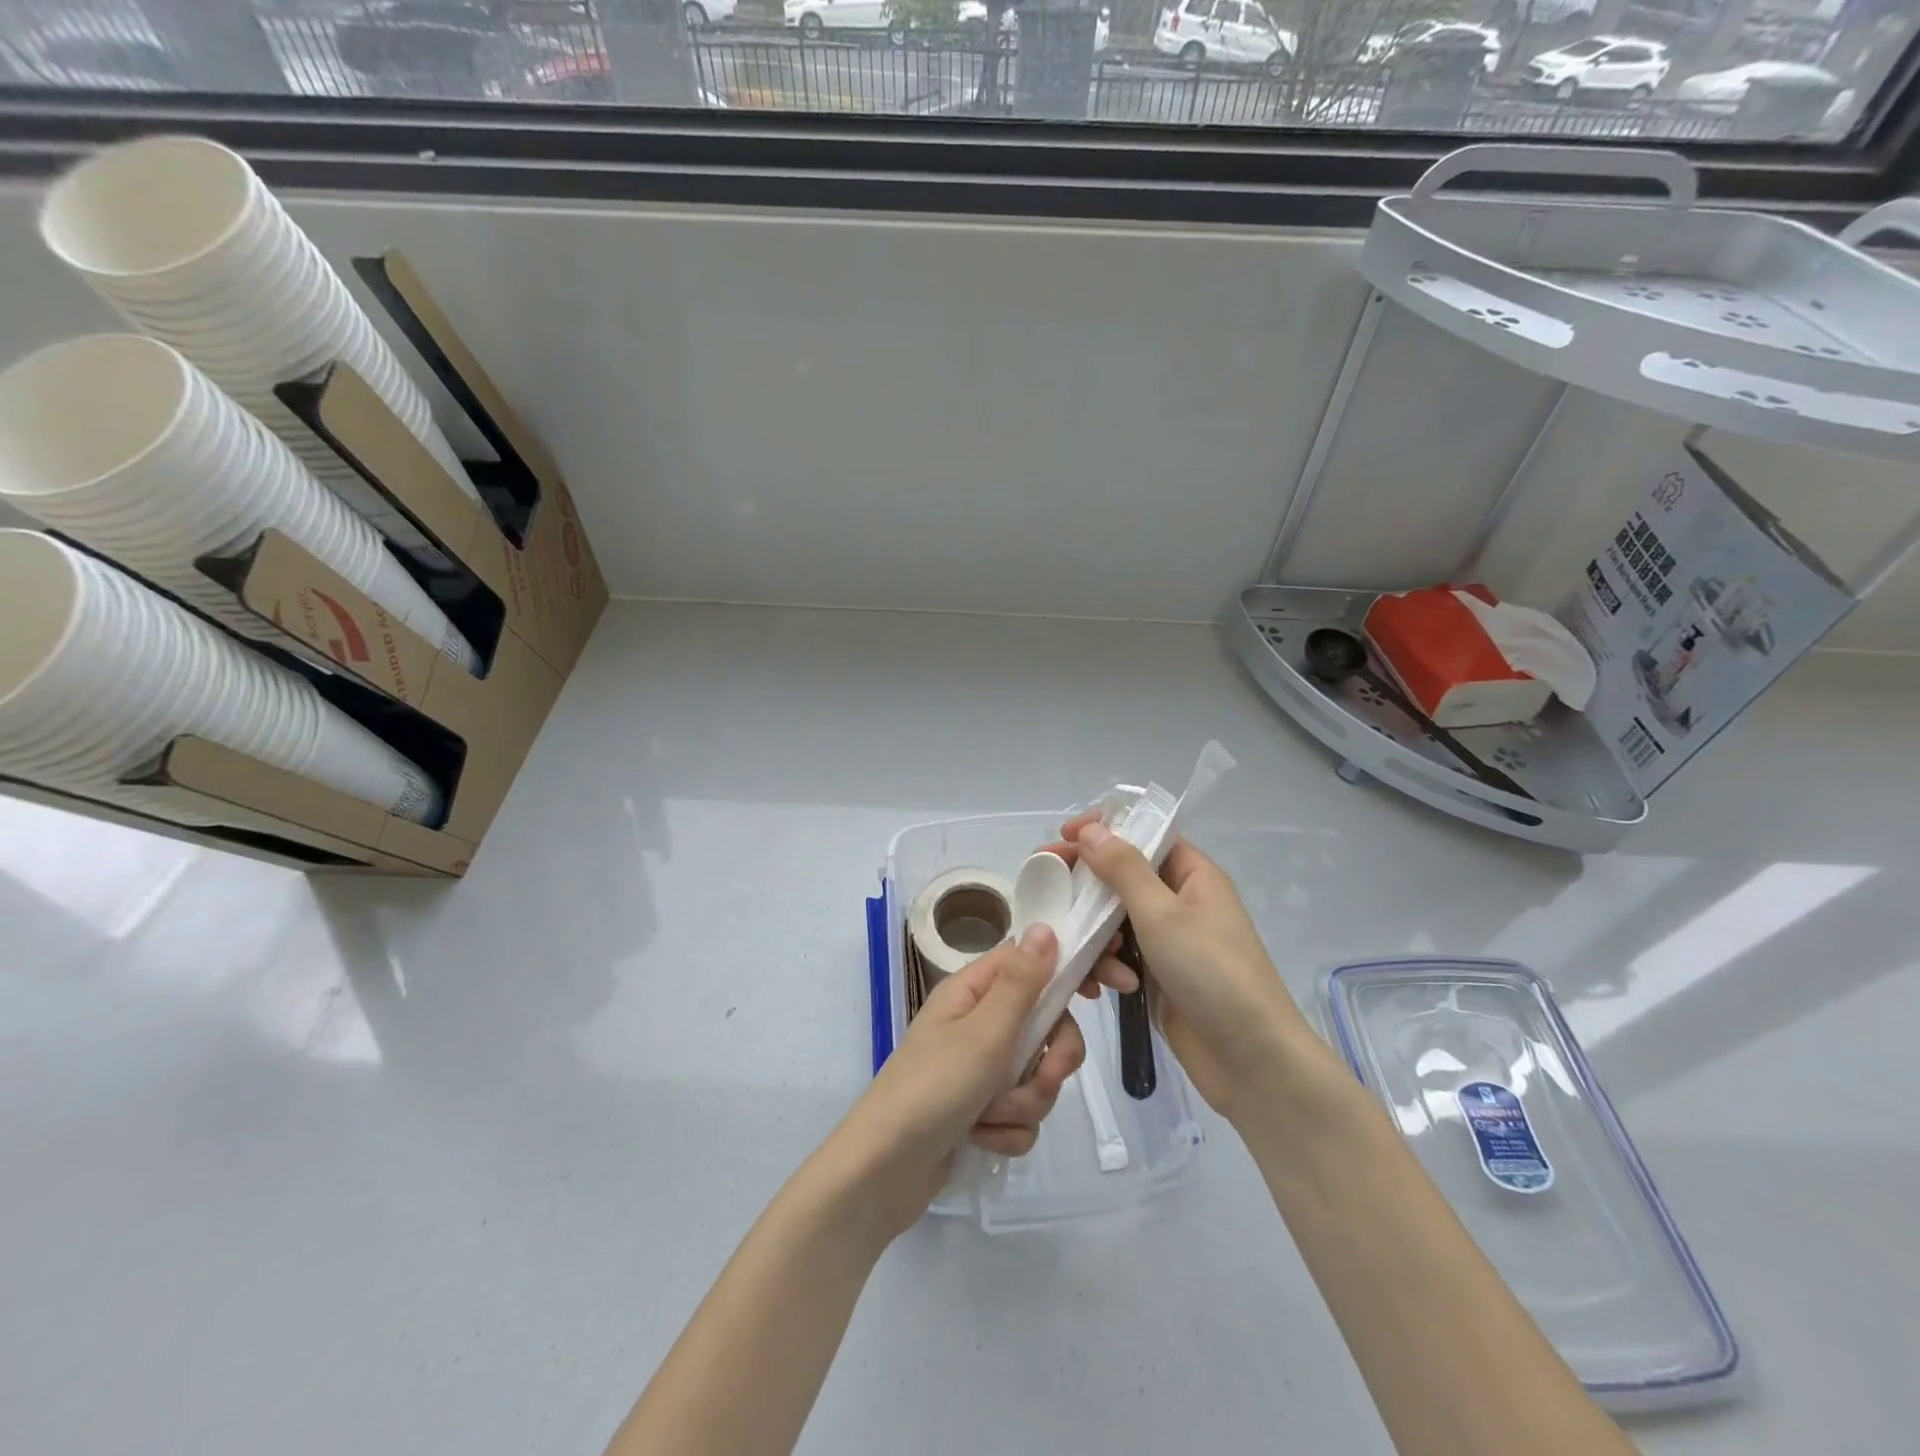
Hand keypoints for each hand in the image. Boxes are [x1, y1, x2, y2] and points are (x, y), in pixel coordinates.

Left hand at [833, 925, 1086, 1236]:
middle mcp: (979, 1023)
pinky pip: (1021, 1115)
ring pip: (1037, 1076)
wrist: (883, 1173)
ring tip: (989, 1117)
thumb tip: (1045, 927)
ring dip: (1023, 1102)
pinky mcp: (981, 1111)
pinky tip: (980, 1139)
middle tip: (1043, 1076)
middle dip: (1050, 1060)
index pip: (1035, 961)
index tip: (1112, 985)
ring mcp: (980, 1069)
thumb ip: (1021, 983)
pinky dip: (1007, 1131)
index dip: (1072, 970)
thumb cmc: (933, 1089)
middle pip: (1047, 1025)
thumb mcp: (984, 1033)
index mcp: (974, 991)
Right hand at [1064, 818, 1318, 1123]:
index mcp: (1192, 875)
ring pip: (1113, 921)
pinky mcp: (1155, 976)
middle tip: (1045, 887)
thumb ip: (1123, 868)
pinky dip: (1108, 968)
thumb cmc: (1212, 973)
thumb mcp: (1163, 914)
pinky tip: (1107, 990)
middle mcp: (1179, 901)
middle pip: (1121, 878)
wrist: (1251, 1061)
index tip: (1063, 834)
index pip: (1144, 835)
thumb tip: (1091, 828)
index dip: (1104, 830)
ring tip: (1100, 961)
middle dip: (1085, 886)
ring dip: (1096, 937)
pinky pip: (1118, 957)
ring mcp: (1166, 941)